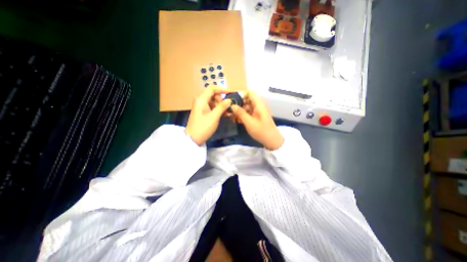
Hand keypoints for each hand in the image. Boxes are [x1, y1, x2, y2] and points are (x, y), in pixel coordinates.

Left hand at [184, 86, 230, 145]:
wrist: (193, 139)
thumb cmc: (203, 127)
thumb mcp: (214, 116)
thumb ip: (222, 107)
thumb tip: (229, 100)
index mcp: (201, 100)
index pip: (212, 88)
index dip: (221, 89)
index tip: (230, 94)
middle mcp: (200, 101)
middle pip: (213, 95)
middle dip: (221, 100)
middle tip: (227, 108)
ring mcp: (201, 107)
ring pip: (213, 101)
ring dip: (221, 106)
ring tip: (227, 113)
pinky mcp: (202, 112)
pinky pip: (211, 107)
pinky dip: (218, 110)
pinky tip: (224, 114)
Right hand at [231, 91, 281, 149]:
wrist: (272, 140)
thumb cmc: (261, 131)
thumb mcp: (249, 122)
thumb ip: (240, 113)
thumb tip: (232, 105)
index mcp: (259, 104)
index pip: (249, 92)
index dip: (240, 94)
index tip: (232, 99)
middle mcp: (258, 105)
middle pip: (247, 99)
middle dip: (238, 103)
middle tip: (230, 108)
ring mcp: (258, 111)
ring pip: (247, 106)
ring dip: (239, 109)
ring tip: (232, 115)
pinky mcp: (257, 116)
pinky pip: (248, 111)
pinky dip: (243, 114)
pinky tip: (237, 119)